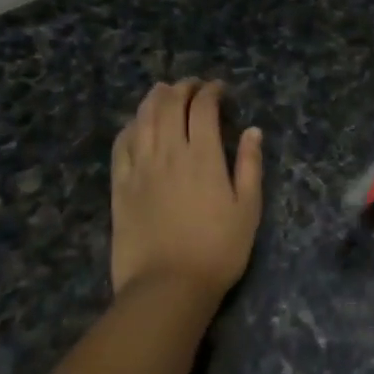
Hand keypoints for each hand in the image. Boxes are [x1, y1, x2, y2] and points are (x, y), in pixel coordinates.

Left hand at [110, 79, 263, 300]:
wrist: (167, 287)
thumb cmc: (217, 250)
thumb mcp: (248, 209)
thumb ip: (250, 165)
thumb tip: (253, 130)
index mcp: (203, 155)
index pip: (203, 108)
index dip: (210, 91)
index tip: (219, 89)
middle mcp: (168, 152)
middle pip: (169, 105)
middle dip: (182, 88)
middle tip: (192, 86)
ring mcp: (140, 167)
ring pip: (143, 119)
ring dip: (154, 99)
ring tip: (163, 92)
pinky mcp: (120, 186)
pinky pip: (121, 145)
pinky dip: (130, 127)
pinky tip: (135, 124)